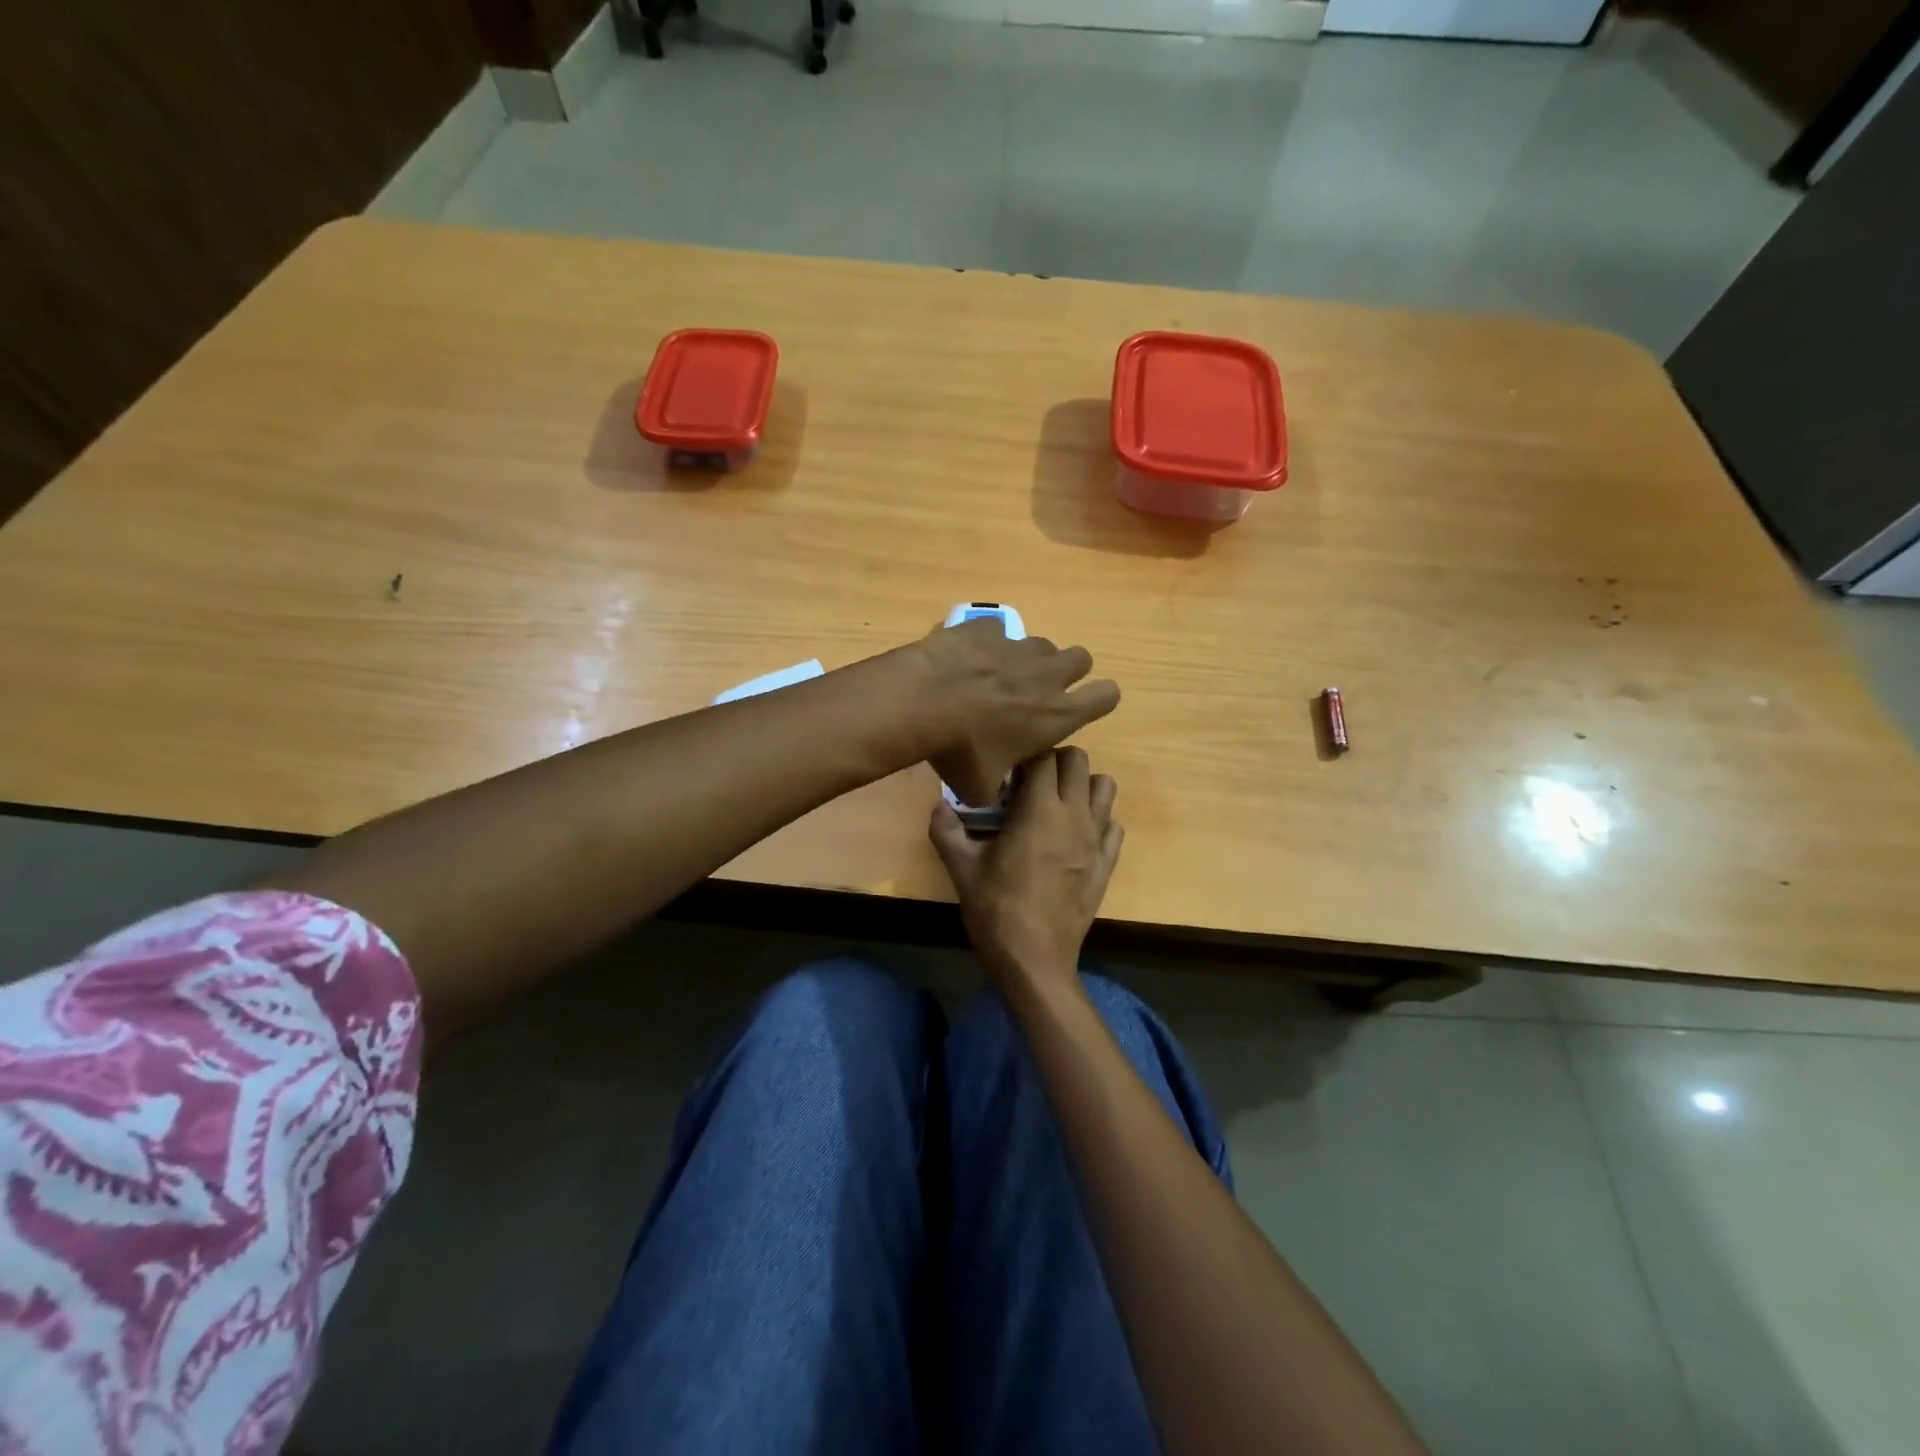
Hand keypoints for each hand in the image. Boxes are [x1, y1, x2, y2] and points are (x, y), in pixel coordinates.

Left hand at [917, 619, 1119, 806]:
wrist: (921, 701)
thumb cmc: (959, 751)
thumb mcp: (979, 787)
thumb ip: (995, 787)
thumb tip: (989, 788)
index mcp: (1057, 714)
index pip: (1107, 696)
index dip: (1100, 699)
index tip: (1083, 707)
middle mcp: (1047, 674)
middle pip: (1081, 658)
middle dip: (1068, 672)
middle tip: (1041, 690)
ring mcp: (1016, 646)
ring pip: (1041, 644)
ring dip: (1029, 659)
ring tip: (1000, 677)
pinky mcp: (984, 628)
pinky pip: (997, 632)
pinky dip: (987, 645)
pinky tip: (967, 661)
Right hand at [930, 747, 1123, 990]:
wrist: (1034, 959)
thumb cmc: (996, 910)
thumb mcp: (961, 869)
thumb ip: (946, 830)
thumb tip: (937, 806)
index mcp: (1040, 811)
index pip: (1044, 758)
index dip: (1025, 758)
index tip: (1009, 774)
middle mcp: (1075, 816)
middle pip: (1078, 761)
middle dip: (1055, 762)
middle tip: (1031, 784)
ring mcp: (1096, 840)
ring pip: (1105, 787)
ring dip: (1082, 786)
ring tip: (1057, 804)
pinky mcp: (1107, 864)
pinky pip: (1114, 825)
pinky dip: (1098, 820)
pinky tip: (1075, 836)